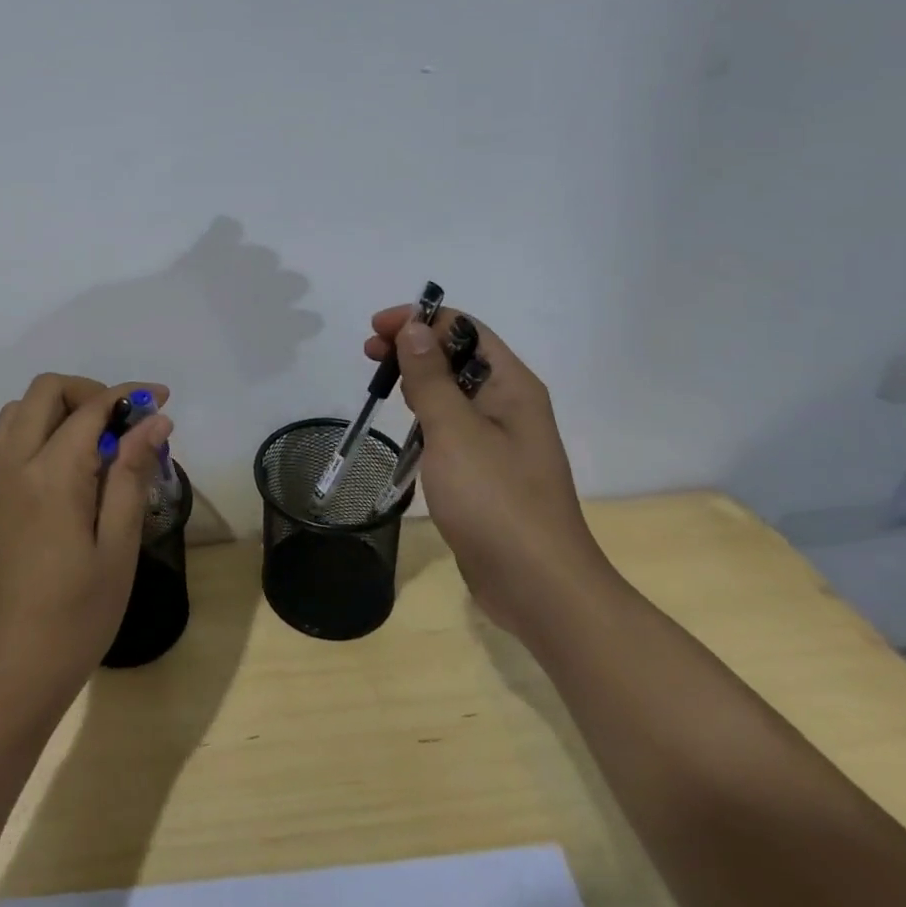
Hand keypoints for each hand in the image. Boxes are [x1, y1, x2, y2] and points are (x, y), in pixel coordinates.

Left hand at [0, 374, 172, 725]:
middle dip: (90, 391)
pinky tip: (69, 468)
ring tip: (99, 442)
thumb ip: (131, 476)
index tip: (162, 400)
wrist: (4, 676)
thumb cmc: (73, 620)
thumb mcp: (117, 549)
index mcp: (50, 475)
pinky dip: (39, 428)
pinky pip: (8, 437)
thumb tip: (154, 421)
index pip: (90, 408)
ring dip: (60, 407)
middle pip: (45, 391)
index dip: (129, 395)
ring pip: (19, 409)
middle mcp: (14, 464)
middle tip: (126, 423)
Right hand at [365, 306, 616, 640]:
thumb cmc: (495, 500)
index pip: (465, 330)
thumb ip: (431, 378)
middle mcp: (510, 405)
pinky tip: (405, 430)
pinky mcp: (486, 471)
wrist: (537, 585)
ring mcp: (499, 440)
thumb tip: (414, 328)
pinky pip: (452, 427)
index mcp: (512, 386)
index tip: (376, 329)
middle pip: (457, 357)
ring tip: (381, 386)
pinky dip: (425, 417)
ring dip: (417, 381)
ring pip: (453, 392)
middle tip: (369, 356)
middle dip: (413, 348)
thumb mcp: (454, 431)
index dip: (420, 320)